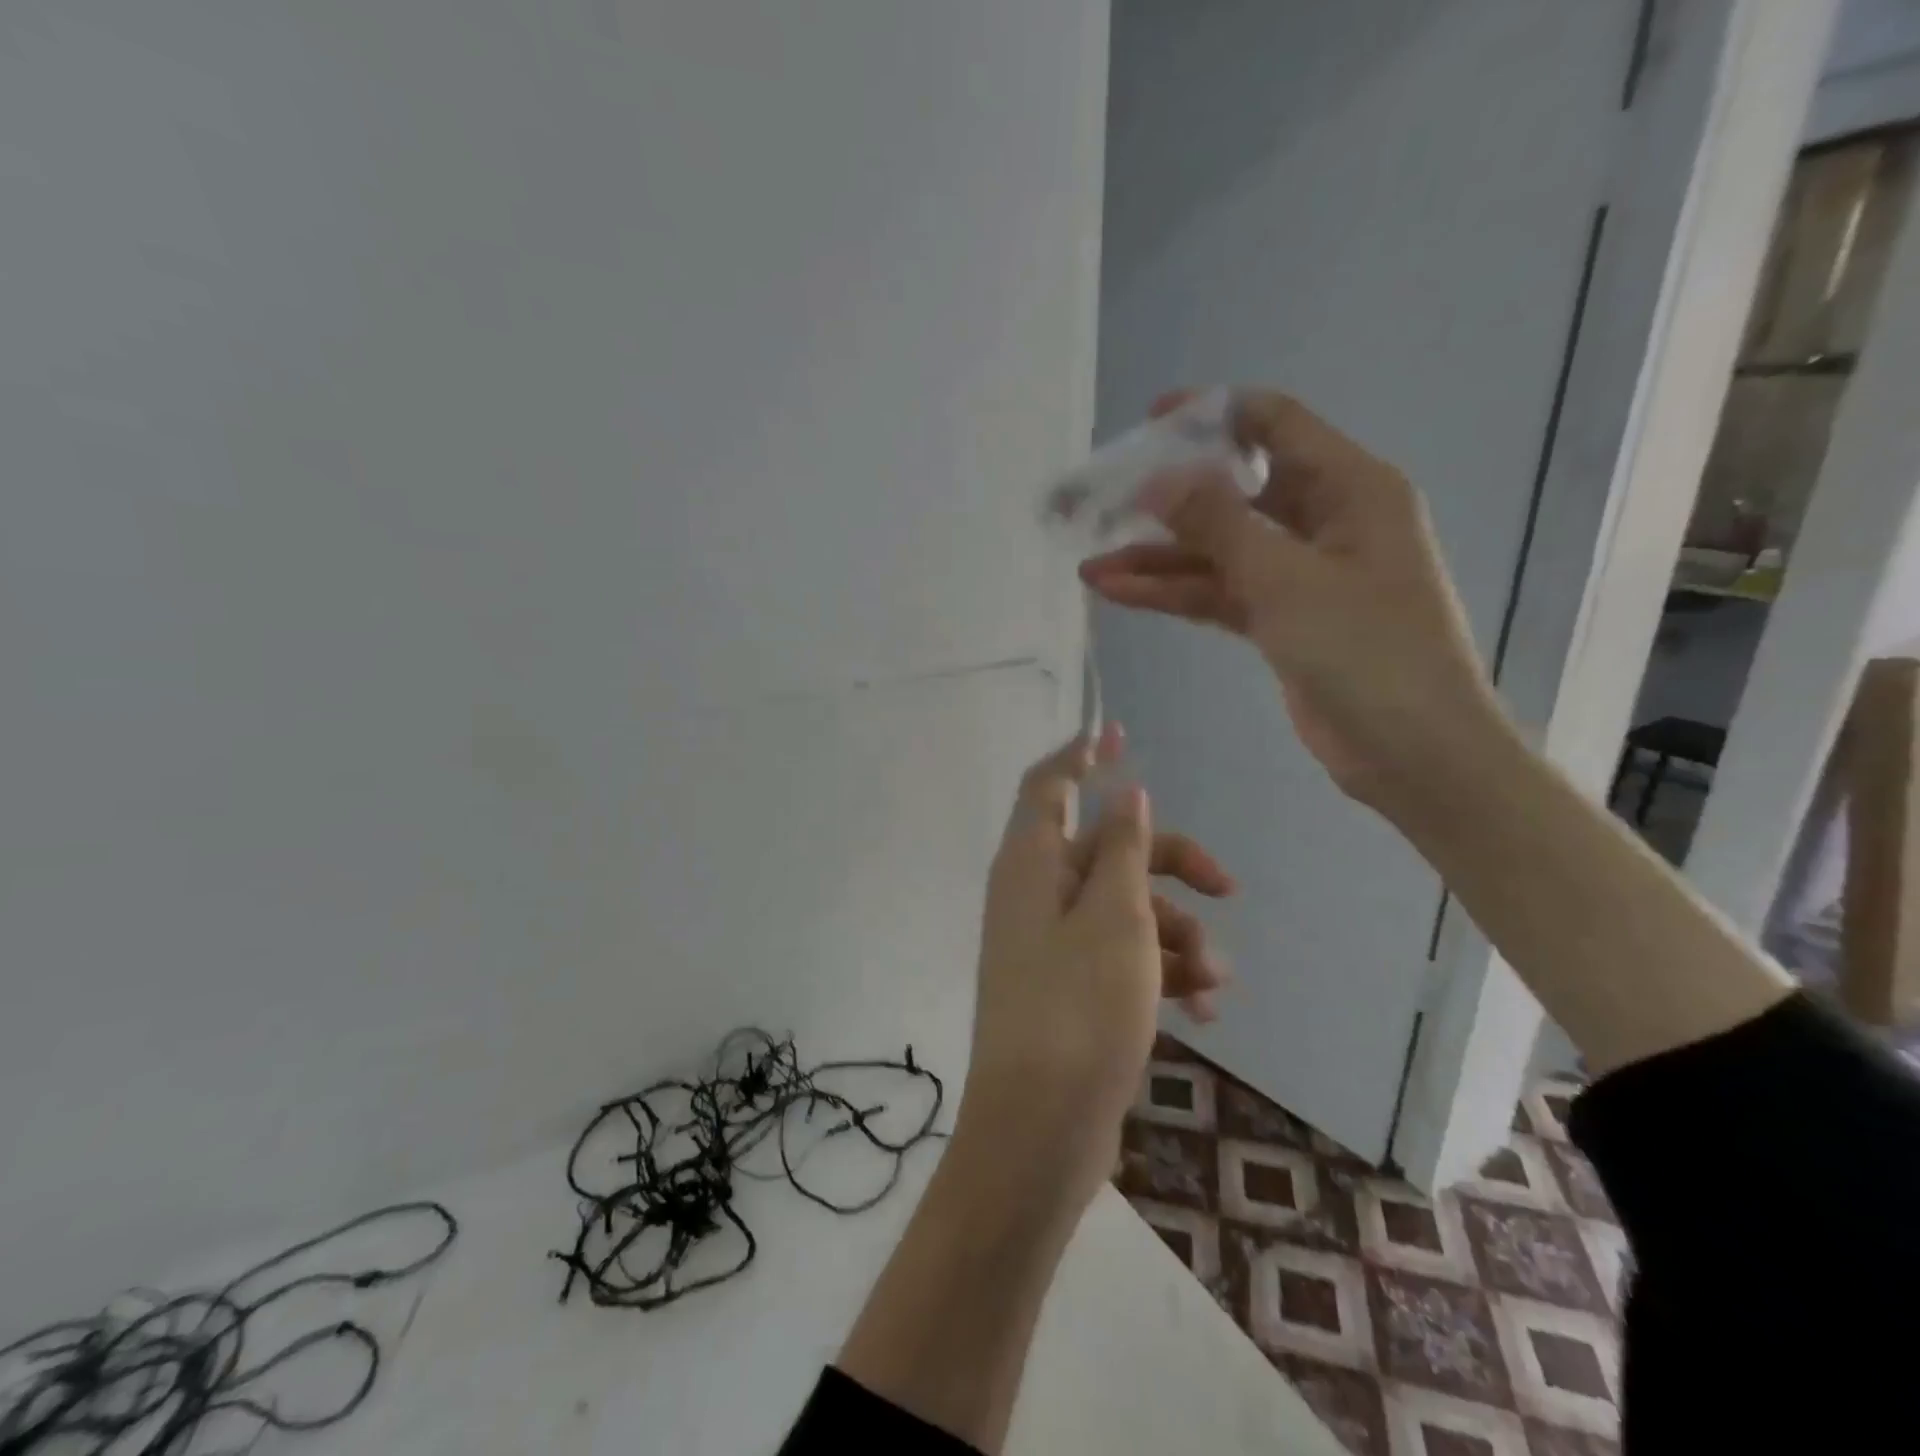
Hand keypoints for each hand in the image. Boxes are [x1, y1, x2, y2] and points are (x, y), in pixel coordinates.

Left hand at [954, 725, 1232, 1213]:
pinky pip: (1122, 958)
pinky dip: (1163, 972)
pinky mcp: (1070, 990)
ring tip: (1215, 980)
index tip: (1121, 734)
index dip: (1082, 756)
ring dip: (1178, 933)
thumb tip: (1125, 793)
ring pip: (1124, 909)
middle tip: (1229, 884)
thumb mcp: (1115, 918)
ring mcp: (1051, 945)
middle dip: (1171, 862)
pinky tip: (1208, 1009)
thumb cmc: (1079, 1008)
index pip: (1049, 786)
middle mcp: (1034, 895)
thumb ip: (1122, 850)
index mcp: (1030, 864)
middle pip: (1107, 850)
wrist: (1040, 1128)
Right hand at [1080, 390, 1507, 809]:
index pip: (1273, 424)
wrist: (1413, 752)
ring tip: (1090, 565)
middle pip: (1232, 492)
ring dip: (1157, 558)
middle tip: (1100, 504)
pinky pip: (1218, 593)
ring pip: (1217, 551)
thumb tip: (1159, 479)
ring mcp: (1298, 574)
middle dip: (1166, 500)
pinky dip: (1173, 593)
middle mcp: (1324, 520)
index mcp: (1349, 487)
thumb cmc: (1368, 651)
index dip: (1211, 415)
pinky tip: (1119, 592)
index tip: (1148, 423)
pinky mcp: (1280, 620)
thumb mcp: (1287, 579)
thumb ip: (1218, 524)